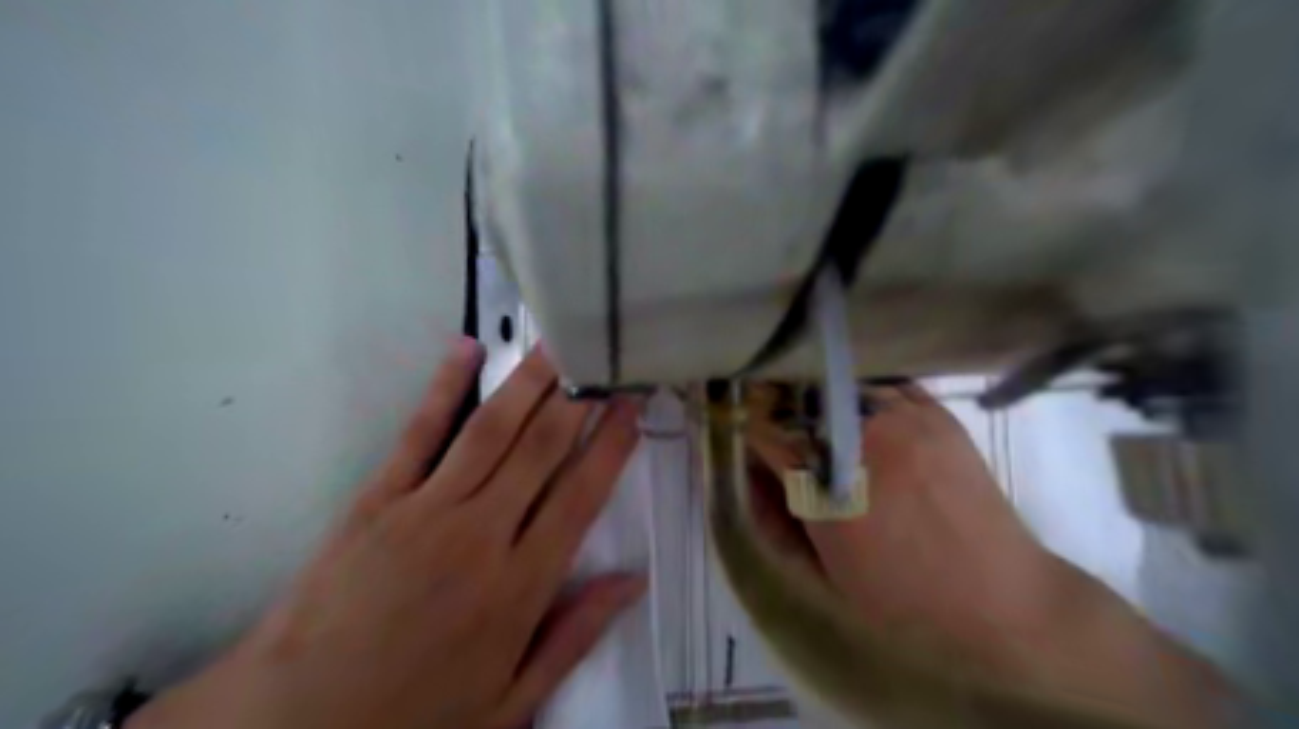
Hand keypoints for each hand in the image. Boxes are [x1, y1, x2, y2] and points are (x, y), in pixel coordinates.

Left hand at [130, 343, 645, 728]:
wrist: (291, 725)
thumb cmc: (413, 717)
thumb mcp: (509, 702)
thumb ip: (574, 636)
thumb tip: (633, 580)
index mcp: (519, 587)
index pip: (581, 496)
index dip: (611, 445)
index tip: (631, 405)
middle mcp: (480, 536)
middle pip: (541, 449)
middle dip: (579, 398)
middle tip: (603, 357)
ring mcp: (425, 510)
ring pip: (491, 430)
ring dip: (529, 382)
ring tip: (558, 343)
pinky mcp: (377, 499)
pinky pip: (419, 433)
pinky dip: (445, 387)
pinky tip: (468, 349)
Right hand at [747, 382, 1048, 672]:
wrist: (1000, 598)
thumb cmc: (901, 595)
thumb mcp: (823, 567)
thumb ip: (777, 517)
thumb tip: (753, 475)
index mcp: (827, 483)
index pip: (767, 434)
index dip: (749, 429)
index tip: (743, 428)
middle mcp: (861, 438)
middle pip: (801, 399)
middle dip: (780, 405)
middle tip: (775, 416)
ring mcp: (904, 417)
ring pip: (842, 383)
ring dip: (820, 395)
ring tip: (818, 412)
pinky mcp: (936, 413)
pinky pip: (887, 384)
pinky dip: (864, 391)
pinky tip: (860, 406)